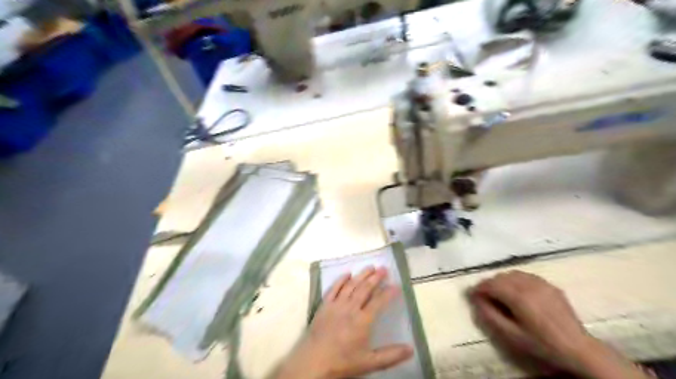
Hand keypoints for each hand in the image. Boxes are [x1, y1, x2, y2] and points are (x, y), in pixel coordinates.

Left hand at [272, 266, 411, 378]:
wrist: (313, 362)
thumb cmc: (342, 362)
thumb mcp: (369, 363)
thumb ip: (391, 355)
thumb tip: (411, 349)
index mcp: (363, 320)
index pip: (379, 302)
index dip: (389, 293)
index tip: (396, 285)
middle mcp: (350, 308)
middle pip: (365, 288)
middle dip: (376, 278)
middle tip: (384, 269)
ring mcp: (336, 304)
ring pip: (351, 285)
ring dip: (361, 275)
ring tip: (370, 267)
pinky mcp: (324, 305)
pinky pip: (334, 288)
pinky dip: (341, 280)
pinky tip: (347, 274)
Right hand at [469, 270, 651, 376]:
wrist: (577, 347)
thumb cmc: (541, 343)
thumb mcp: (511, 334)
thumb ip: (490, 315)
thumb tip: (476, 299)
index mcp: (518, 296)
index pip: (491, 284)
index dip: (478, 288)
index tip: (471, 294)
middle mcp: (528, 284)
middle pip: (500, 276)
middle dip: (489, 284)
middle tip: (485, 296)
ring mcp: (540, 282)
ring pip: (512, 273)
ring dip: (502, 281)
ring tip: (500, 293)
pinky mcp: (549, 284)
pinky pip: (526, 275)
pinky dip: (516, 280)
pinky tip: (518, 292)